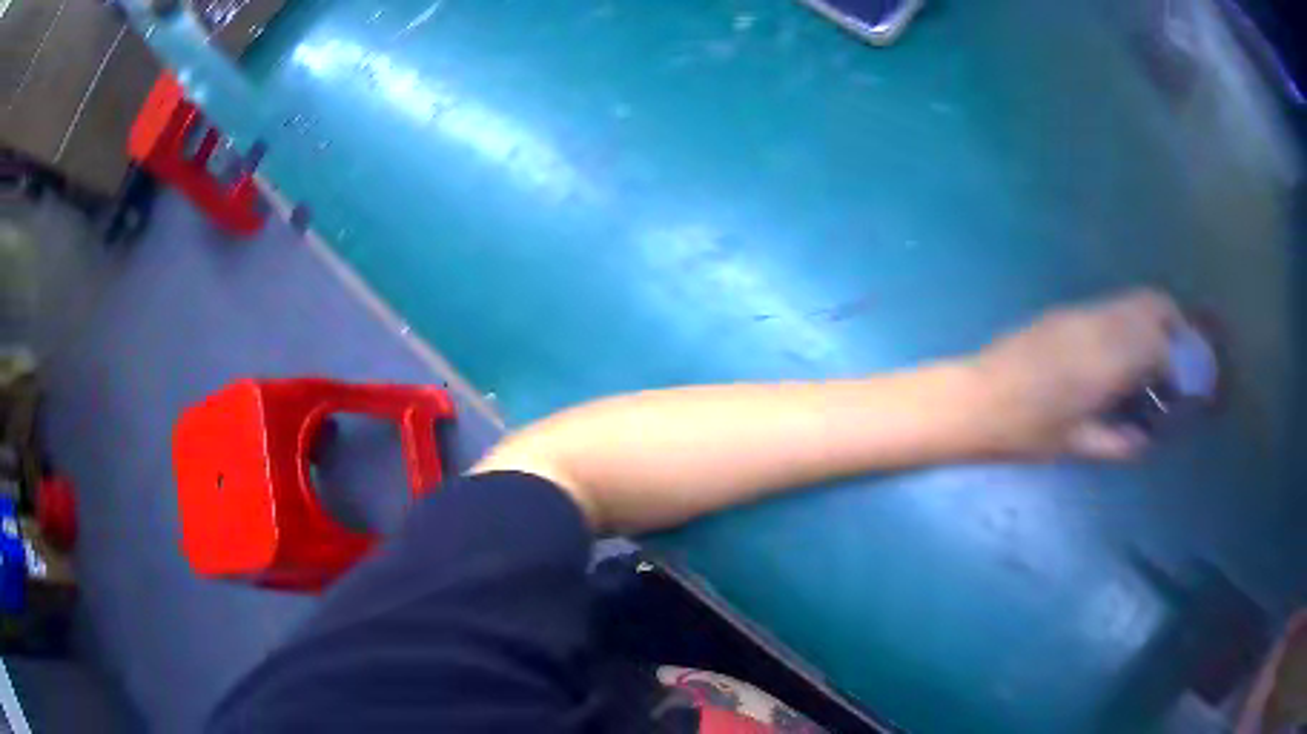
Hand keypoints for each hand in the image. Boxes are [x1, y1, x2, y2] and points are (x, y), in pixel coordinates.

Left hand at [966, 289, 1180, 460]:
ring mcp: (1080, 313)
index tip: (1182, 384)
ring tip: (1152, 358)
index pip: (1160, 343)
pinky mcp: (1065, 311)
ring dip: (1152, 320)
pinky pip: (1110, 306)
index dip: (1179, 362)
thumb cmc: (1024, 431)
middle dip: (1174, 326)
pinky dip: (1128, 320)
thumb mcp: (1075, 444)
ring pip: (1132, 299)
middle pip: (1153, 304)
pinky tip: (1120, 352)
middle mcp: (1100, 326)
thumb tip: (1144, 441)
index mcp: (1107, 361)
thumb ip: (1117, 442)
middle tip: (1176, 362)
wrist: (974, 399)